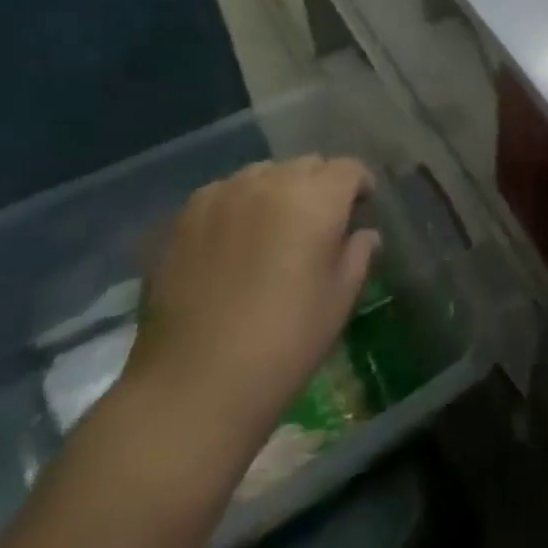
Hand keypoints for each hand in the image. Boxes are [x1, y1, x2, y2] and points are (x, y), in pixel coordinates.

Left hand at [124, 157, 379, 464]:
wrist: (194, 383)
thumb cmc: (285, 343)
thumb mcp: (339, 300)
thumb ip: (358, 254)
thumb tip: (363, 233)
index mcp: (316, 199)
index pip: (348, 168)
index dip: (359, 186)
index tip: (360, 211)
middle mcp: (270, 182)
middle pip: (307, 165)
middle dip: (320, 186)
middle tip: (319, 225)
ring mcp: (222, 194)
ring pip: (263, 174)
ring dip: (278, 191)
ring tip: (274, 230)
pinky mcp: (185, 215)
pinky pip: (224, 192)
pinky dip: (238, 205)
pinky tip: (233, 242)